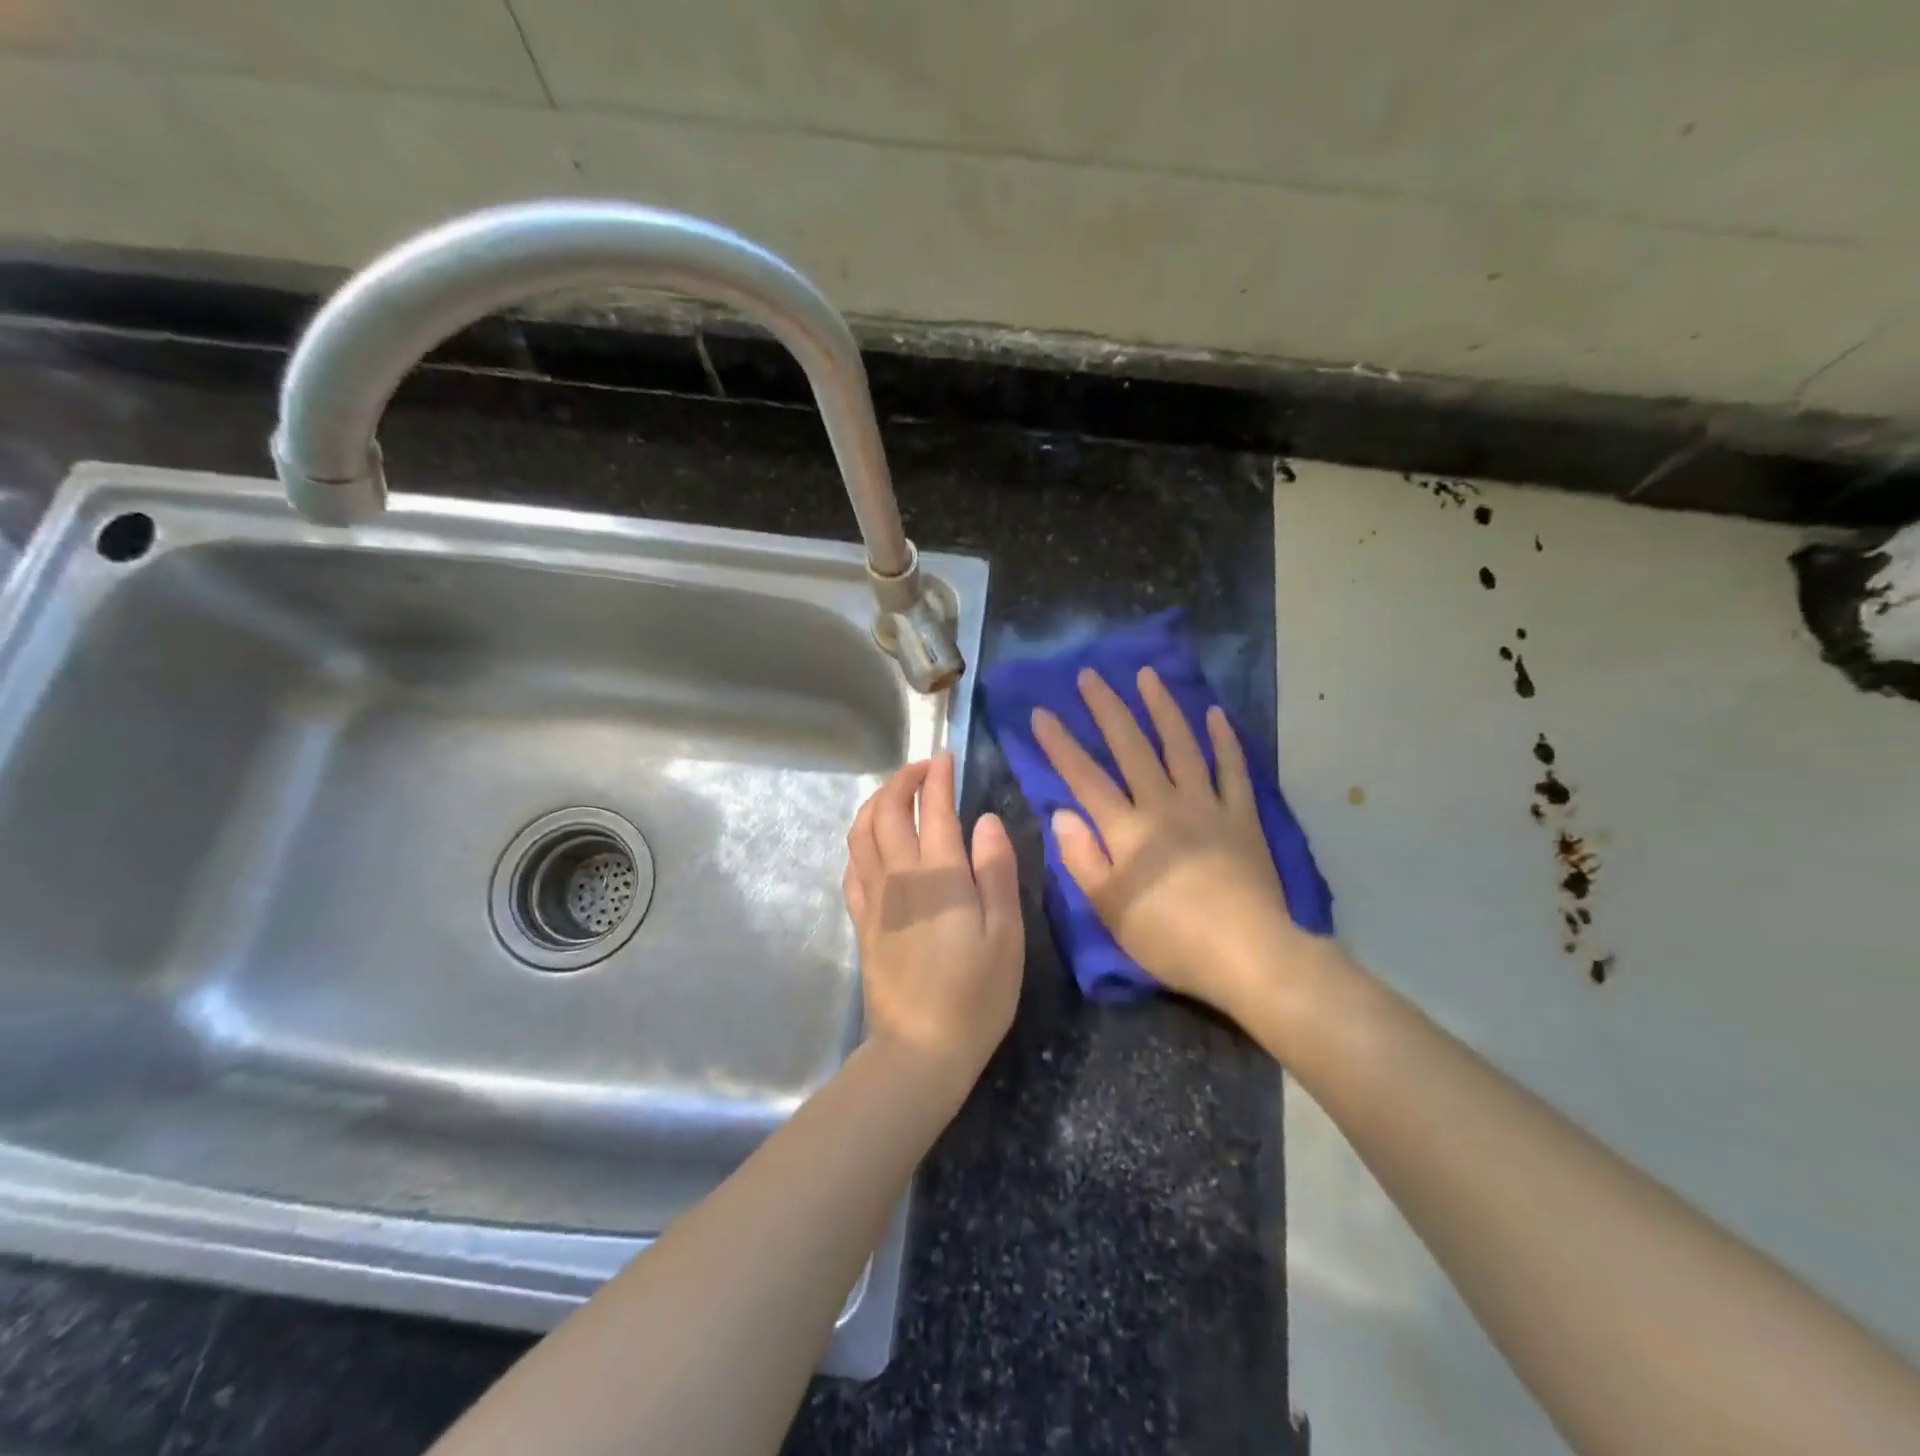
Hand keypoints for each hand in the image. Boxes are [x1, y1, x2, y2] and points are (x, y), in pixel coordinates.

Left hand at [844, 753, 1023, 1096]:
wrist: (920, 1049)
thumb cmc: (976, 994)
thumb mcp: (1006, 933)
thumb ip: (995, 870)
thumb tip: (986, 820)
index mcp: (938, 874)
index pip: (933, 807)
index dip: (938, 776)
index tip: (946, 758)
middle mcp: (898, 875)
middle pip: (886, 810)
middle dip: (902, 780)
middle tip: (922, 769)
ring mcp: (873, 898)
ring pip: (860, 833)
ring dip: (875, 803)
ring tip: (895, 794)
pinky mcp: (861, 921)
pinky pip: (852, 866)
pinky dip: (860, 841)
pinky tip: (872, 843)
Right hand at [1031, 667, 1310, 1014]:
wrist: (1249, 954)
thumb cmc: (1170, 938)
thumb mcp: (1110, 909)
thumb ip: (1082, 858)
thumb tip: (1060, 812)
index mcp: (1127, 831)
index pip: (1085, 778)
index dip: (1060, 744)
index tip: (1041, 713)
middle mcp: (1164, 806)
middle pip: (1132, 748)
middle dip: (1108, 709)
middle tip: (1090, 675)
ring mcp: (1207, 806)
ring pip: (1181, 746)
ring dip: (1162, 708)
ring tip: (1147, 675)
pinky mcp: (1242, 817)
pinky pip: (1233, 770)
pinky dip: (1224, 741)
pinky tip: (1215, 715)